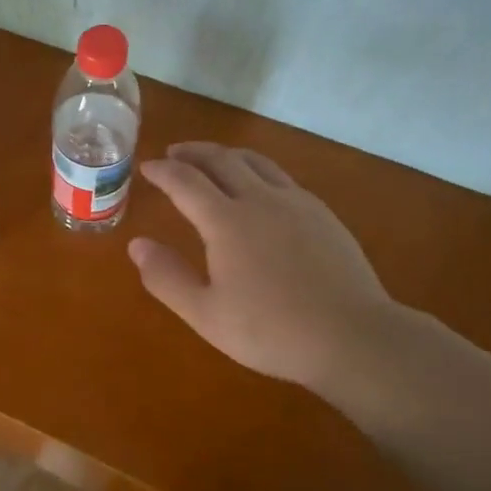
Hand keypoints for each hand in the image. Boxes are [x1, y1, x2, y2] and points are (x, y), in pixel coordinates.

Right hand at [128, 143, 397, 396]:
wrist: (353, 337)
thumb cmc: (271, 330)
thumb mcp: (206, 314)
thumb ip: (167, 277)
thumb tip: (137, 245)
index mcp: (226, 221)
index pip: (185, 181)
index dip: (163, 172)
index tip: (147, 167)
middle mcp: (260, 200)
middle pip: (221, 160)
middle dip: (193, 153)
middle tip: (174, 154)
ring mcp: (296, 203)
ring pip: (256, 162)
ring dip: (226, 155)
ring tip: (213, 160)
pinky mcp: (323, 215)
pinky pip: (282, 178)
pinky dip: (257, 171)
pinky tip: (260, 189)